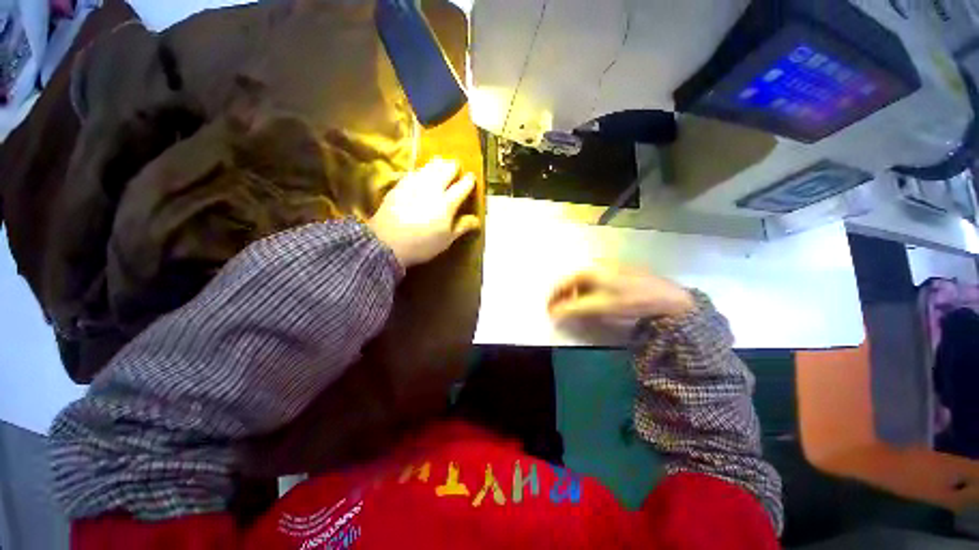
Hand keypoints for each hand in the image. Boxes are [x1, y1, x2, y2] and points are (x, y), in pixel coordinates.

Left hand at [368, 157, 480, 267]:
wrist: (386, 243)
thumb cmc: (422, 245)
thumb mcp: (446, 240)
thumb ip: (462, 227)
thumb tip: (477, 220)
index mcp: (447, 203)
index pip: (462, 186)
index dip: (469, 181)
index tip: (471, 178)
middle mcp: (432, 189)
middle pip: (446, 169)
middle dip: (454, 166)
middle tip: (456, 167)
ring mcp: (414, 184)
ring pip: (429, 167)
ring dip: (438, 164)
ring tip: (441, 163)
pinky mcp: (400, 185)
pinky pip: (415, 171)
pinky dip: (422, 169)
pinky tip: (422, 172)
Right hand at [548, 265, 694, 329]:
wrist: (668, 298)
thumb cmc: (630, 300)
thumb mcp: (599, 306)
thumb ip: (573, 308)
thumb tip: (553, 313)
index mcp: (589, 269)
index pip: (563, 282)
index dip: (554, 297)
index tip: (549, 310)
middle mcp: (596, 263)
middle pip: (572, 280)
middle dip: (564, 296)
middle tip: (562, 311)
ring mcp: (608, 266)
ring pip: (583, 280)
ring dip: (575, 294)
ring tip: (575, 308)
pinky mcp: (617, 271)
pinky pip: (594, 280)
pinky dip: (587, 291)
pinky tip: (592, 301)